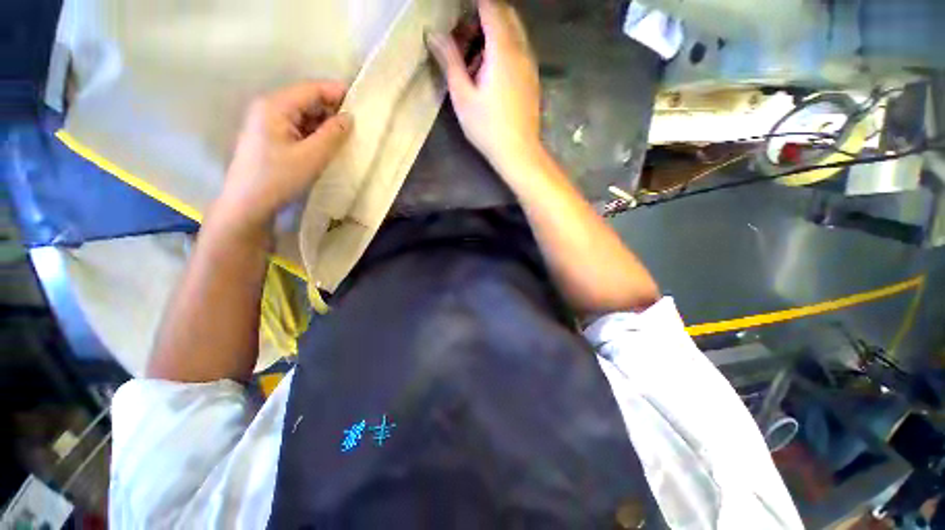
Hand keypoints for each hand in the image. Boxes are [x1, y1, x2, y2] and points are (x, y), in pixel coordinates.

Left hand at [215, 81, 353, 234]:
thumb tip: (349, 117)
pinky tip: (326, 145)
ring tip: (345, 137)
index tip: (362, 103)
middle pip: (306, 99)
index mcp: (275, 106)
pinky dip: (313, 133)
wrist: (247, 204)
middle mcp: (268, 107)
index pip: (311, 89)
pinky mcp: (268, 136)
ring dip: (324, 123)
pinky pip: (296, 126)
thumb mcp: (311, 157)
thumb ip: (332, 134)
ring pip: (302, 114)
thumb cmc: (278, 179)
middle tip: (356, 125)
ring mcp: (266, 121)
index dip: (337, 93)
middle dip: (332, 110)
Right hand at [428, 0, 541, 169]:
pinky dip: (505, 47)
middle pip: (506, 14)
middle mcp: (521, 50)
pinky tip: (490, 71)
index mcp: (503, 50)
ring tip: (474, 56)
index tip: (458, 8)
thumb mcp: (463, 96)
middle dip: (484, 15)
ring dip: (495, 32)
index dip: (475, 3)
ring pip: (514, 32)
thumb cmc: (488, 128)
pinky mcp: (532, 78)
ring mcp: (530, 64)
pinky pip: (520, 49)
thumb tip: (433, 34)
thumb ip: (450, 61)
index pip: (491, 6)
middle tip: (463, 35)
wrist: (519, 152)